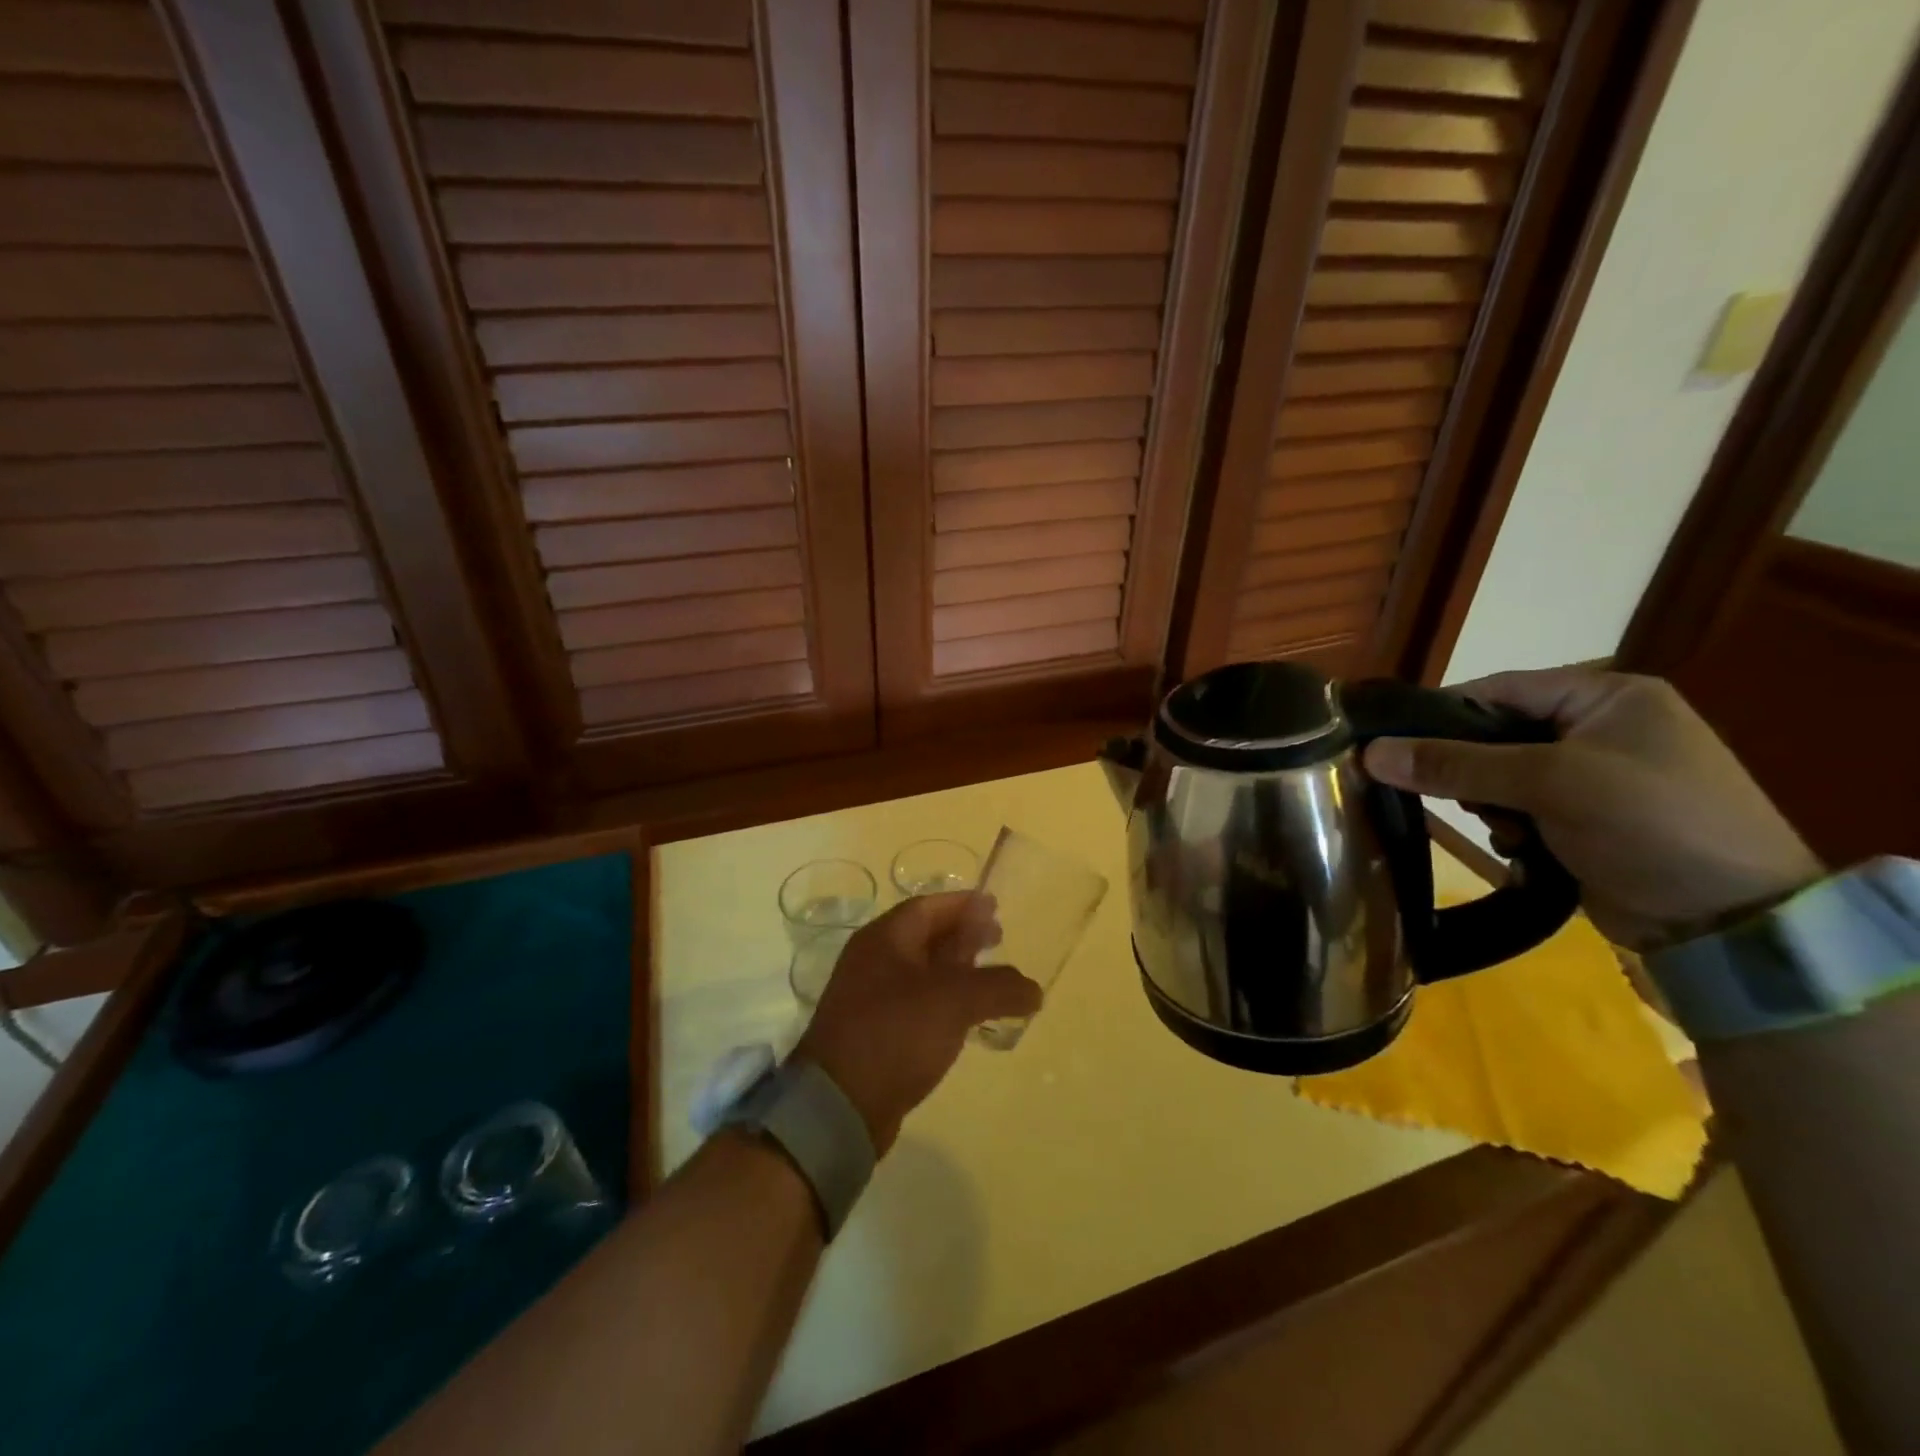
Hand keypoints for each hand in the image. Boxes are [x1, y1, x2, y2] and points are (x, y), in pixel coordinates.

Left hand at [794, 892, 1039, 1151]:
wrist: (838, 1104)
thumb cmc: (895, 1032)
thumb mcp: (954, 1001)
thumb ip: (998, 988)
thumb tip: (1033, 989)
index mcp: (884, 939)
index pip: (928, 907)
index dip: (963, 904)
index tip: (996, 906)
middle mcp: (873, 961)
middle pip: (925, 937)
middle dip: (962, 935)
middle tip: (998, 939)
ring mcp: (871, 998)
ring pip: (922, 972)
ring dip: (956, 970)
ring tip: (990, 979)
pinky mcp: (876, 1033)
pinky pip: (917, 1004)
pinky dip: (945, 1002)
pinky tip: (967, 1018)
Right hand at [1362, 667, 1823, 950]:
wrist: (1733, 922)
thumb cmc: (1649, 824)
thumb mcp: (1548, 783)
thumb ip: (1456, 765)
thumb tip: (1369, 753)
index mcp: (1607, 696)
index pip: (1497, 690)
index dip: (1440, 714)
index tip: (1391, 743)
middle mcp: (1601, 728)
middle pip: (1496, 734)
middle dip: (1470, 769)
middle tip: (1455, 797)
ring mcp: (1597, 776)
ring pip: (1503, 775)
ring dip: (1490, 803)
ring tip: (1503, 830)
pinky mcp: (1590, 819)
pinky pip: (1523, 807)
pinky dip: (1511, 826)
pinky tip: (1520, 848)